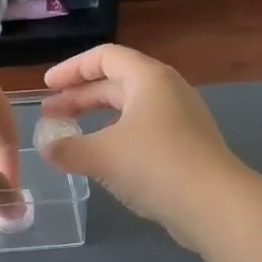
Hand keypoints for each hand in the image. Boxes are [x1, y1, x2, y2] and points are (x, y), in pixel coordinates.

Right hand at [38, 45, 245, 246]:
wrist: (215, 205)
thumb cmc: (155, 165)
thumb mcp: (101, 155)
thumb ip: (67, 148)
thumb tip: (46, 147)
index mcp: (148, 78)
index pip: (105, 57)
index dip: (72, 69)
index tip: (47, 86)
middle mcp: (167, 91)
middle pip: (116, 83)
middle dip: (80, 97)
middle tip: (51, 114)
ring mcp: (181, 119)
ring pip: (131, 110)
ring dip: (98, 119)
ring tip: (72, 137)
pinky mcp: (187, 147)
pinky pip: (144, 131)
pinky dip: (118, 138)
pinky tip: (104, 160)